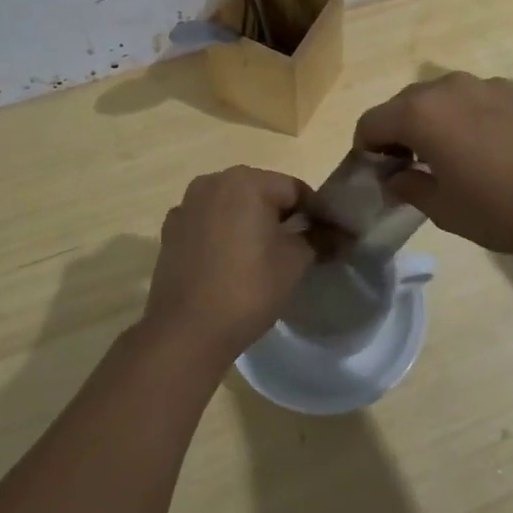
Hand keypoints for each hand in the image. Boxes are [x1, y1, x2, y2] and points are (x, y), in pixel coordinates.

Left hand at [141, 167, 315, 367]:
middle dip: (282, 216)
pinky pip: (209, 224)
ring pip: (232, 208)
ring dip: (251, 224)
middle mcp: (212, 182)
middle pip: (261, 193)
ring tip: (264, 258)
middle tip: (301, 248)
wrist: (186, 331)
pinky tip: (231, 264)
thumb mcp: (295, 261)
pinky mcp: (170, 231)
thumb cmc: (248, 288)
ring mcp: (186, 206)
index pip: (295, 189)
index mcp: (246, 181)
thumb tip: (342, 234)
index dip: (317, 213)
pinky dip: (224, 235)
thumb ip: (319, 238)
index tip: (330, 238)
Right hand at [355, 72, 512, 256]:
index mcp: (421, 113)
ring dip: (439, 122)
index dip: (366, 149)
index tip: (380, 174)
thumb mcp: (446, 211)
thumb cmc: (505, 208)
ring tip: (459, 158)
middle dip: (400, 132)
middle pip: (406, 103)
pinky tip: (499, 151)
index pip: (370, 122)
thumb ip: (410, 188)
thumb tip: (395, 177)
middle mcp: (450, 87)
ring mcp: (490, 84)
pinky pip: (483, 100)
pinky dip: (474, 119)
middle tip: (414, 167)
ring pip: (446, 98)